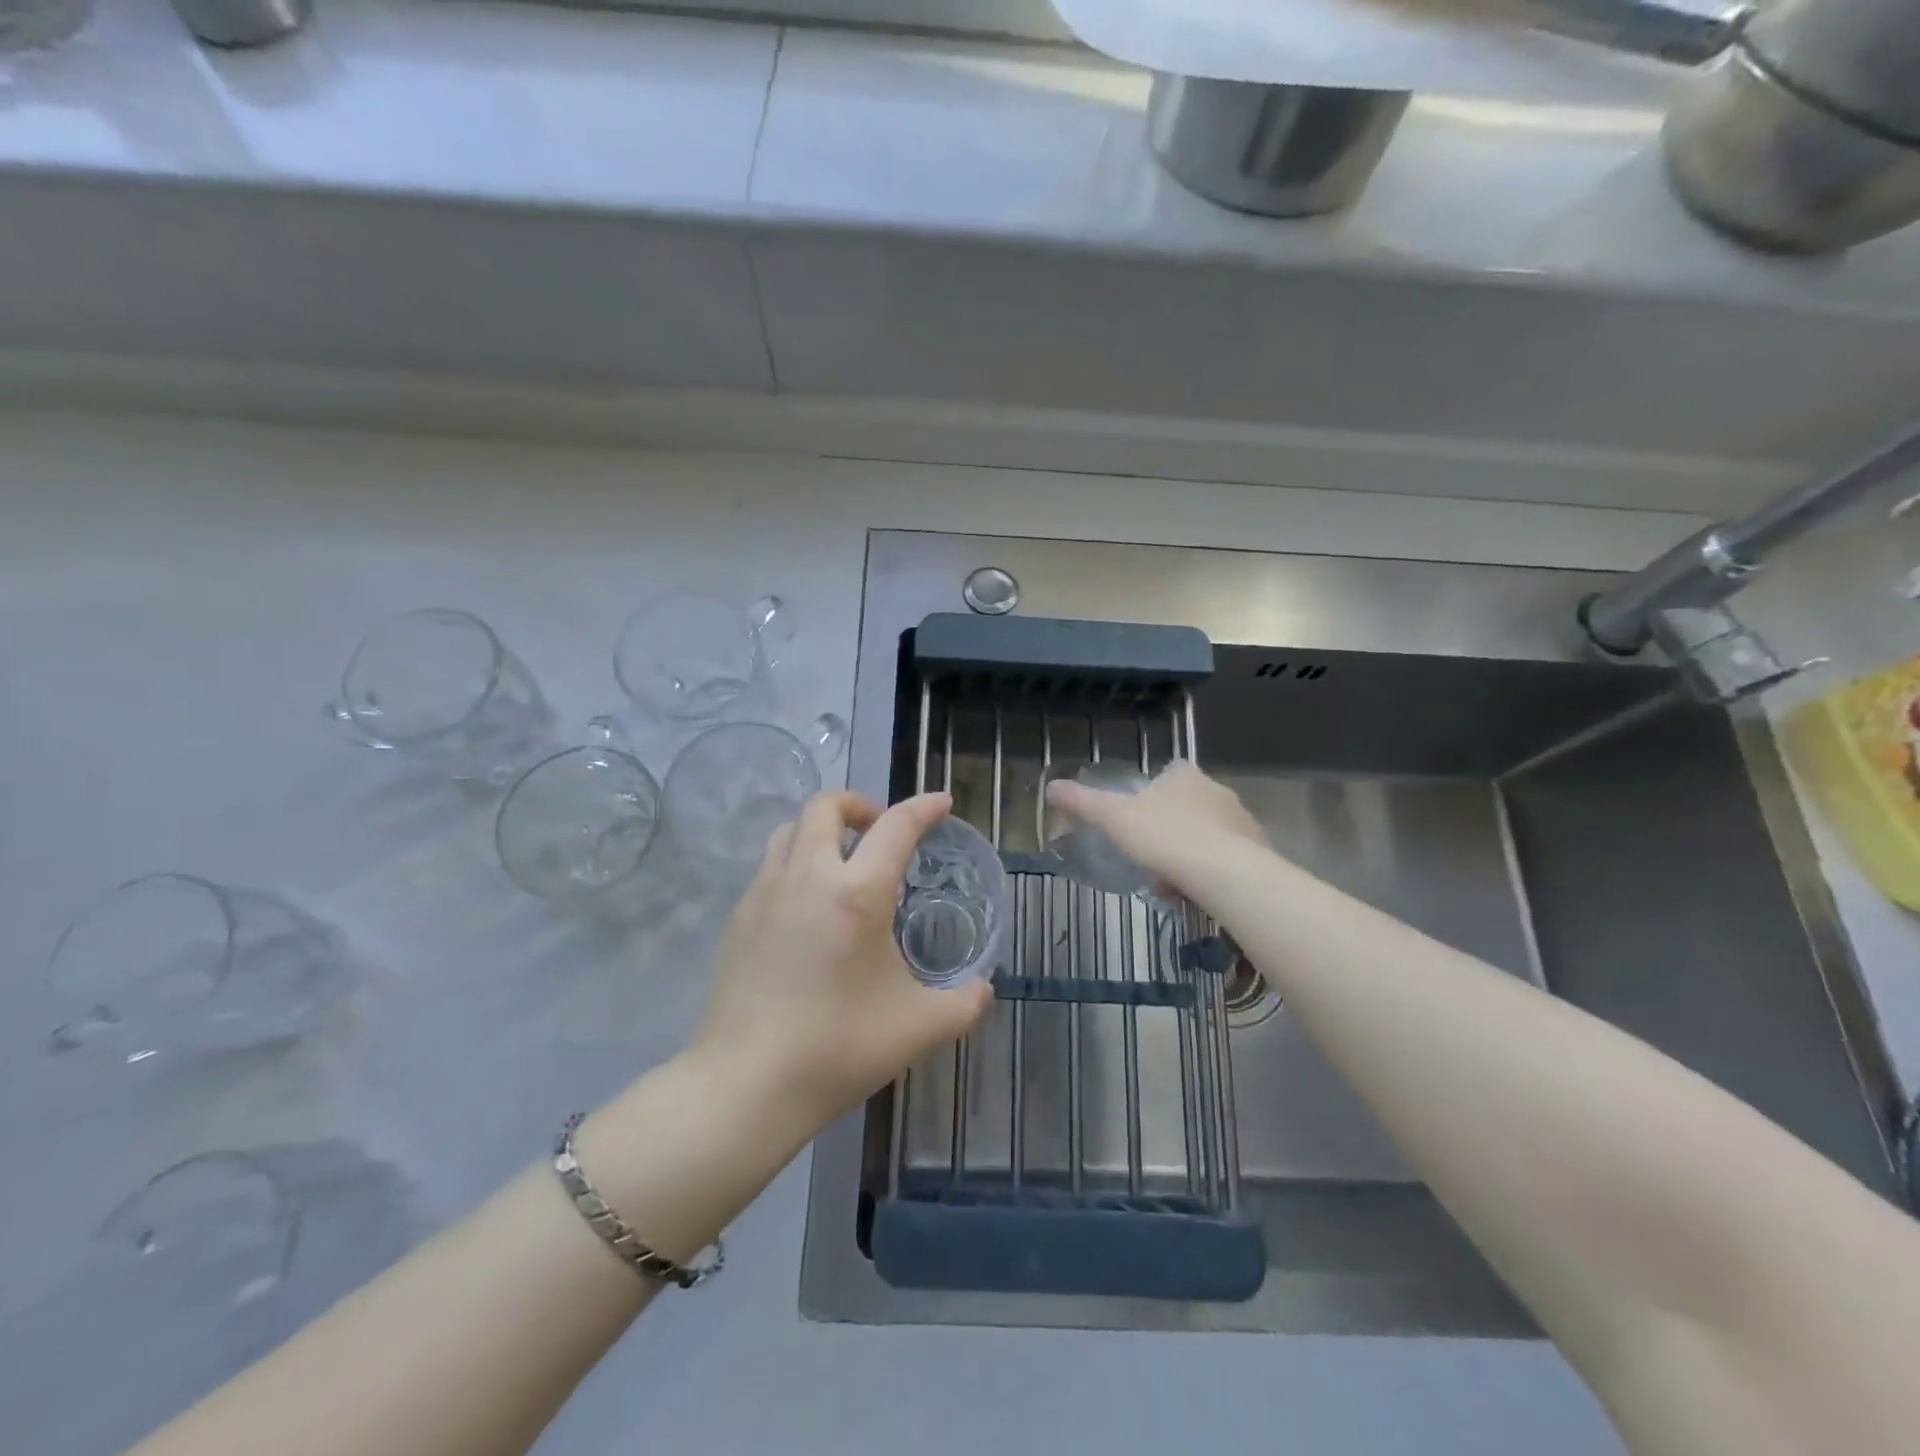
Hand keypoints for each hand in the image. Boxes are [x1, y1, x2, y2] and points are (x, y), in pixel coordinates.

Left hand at [692, 790, 993, 1136]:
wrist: (746, 1085)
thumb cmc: (840, 1048)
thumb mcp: (920, 1028)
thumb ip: (964, 1003)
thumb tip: (983, 988)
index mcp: (858, 893)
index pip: (896, 826)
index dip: (923, 808)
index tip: (941, 803)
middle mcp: (808, 876)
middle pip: (827, 805)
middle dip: (859, 805)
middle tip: (880, 833)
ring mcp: (765, 893)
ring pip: (790, 830)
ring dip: (821, 830)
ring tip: (842, 864)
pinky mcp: (738, 917)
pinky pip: (771, 867)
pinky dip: (796, 864)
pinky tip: (808, 909)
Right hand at [1044, 761, 1266, 900]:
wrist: (1227, 874)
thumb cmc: (1166, 837)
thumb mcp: (1114, 819)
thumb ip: (1083, 803)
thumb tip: (1051, 787)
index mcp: (1184, 776)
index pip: (1170, 772)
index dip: (1153, 792)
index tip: (1140, 817)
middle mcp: (1217, 790)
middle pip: (1188, 805)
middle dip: (1169, 829)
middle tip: (1150, 857)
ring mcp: (1241, 820)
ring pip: (1208, 833)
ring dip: (1190, 852)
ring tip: (1171, 882)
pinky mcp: (1258, 851)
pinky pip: (1227, 858)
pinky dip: (1211, 872)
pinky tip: (1196, 893)